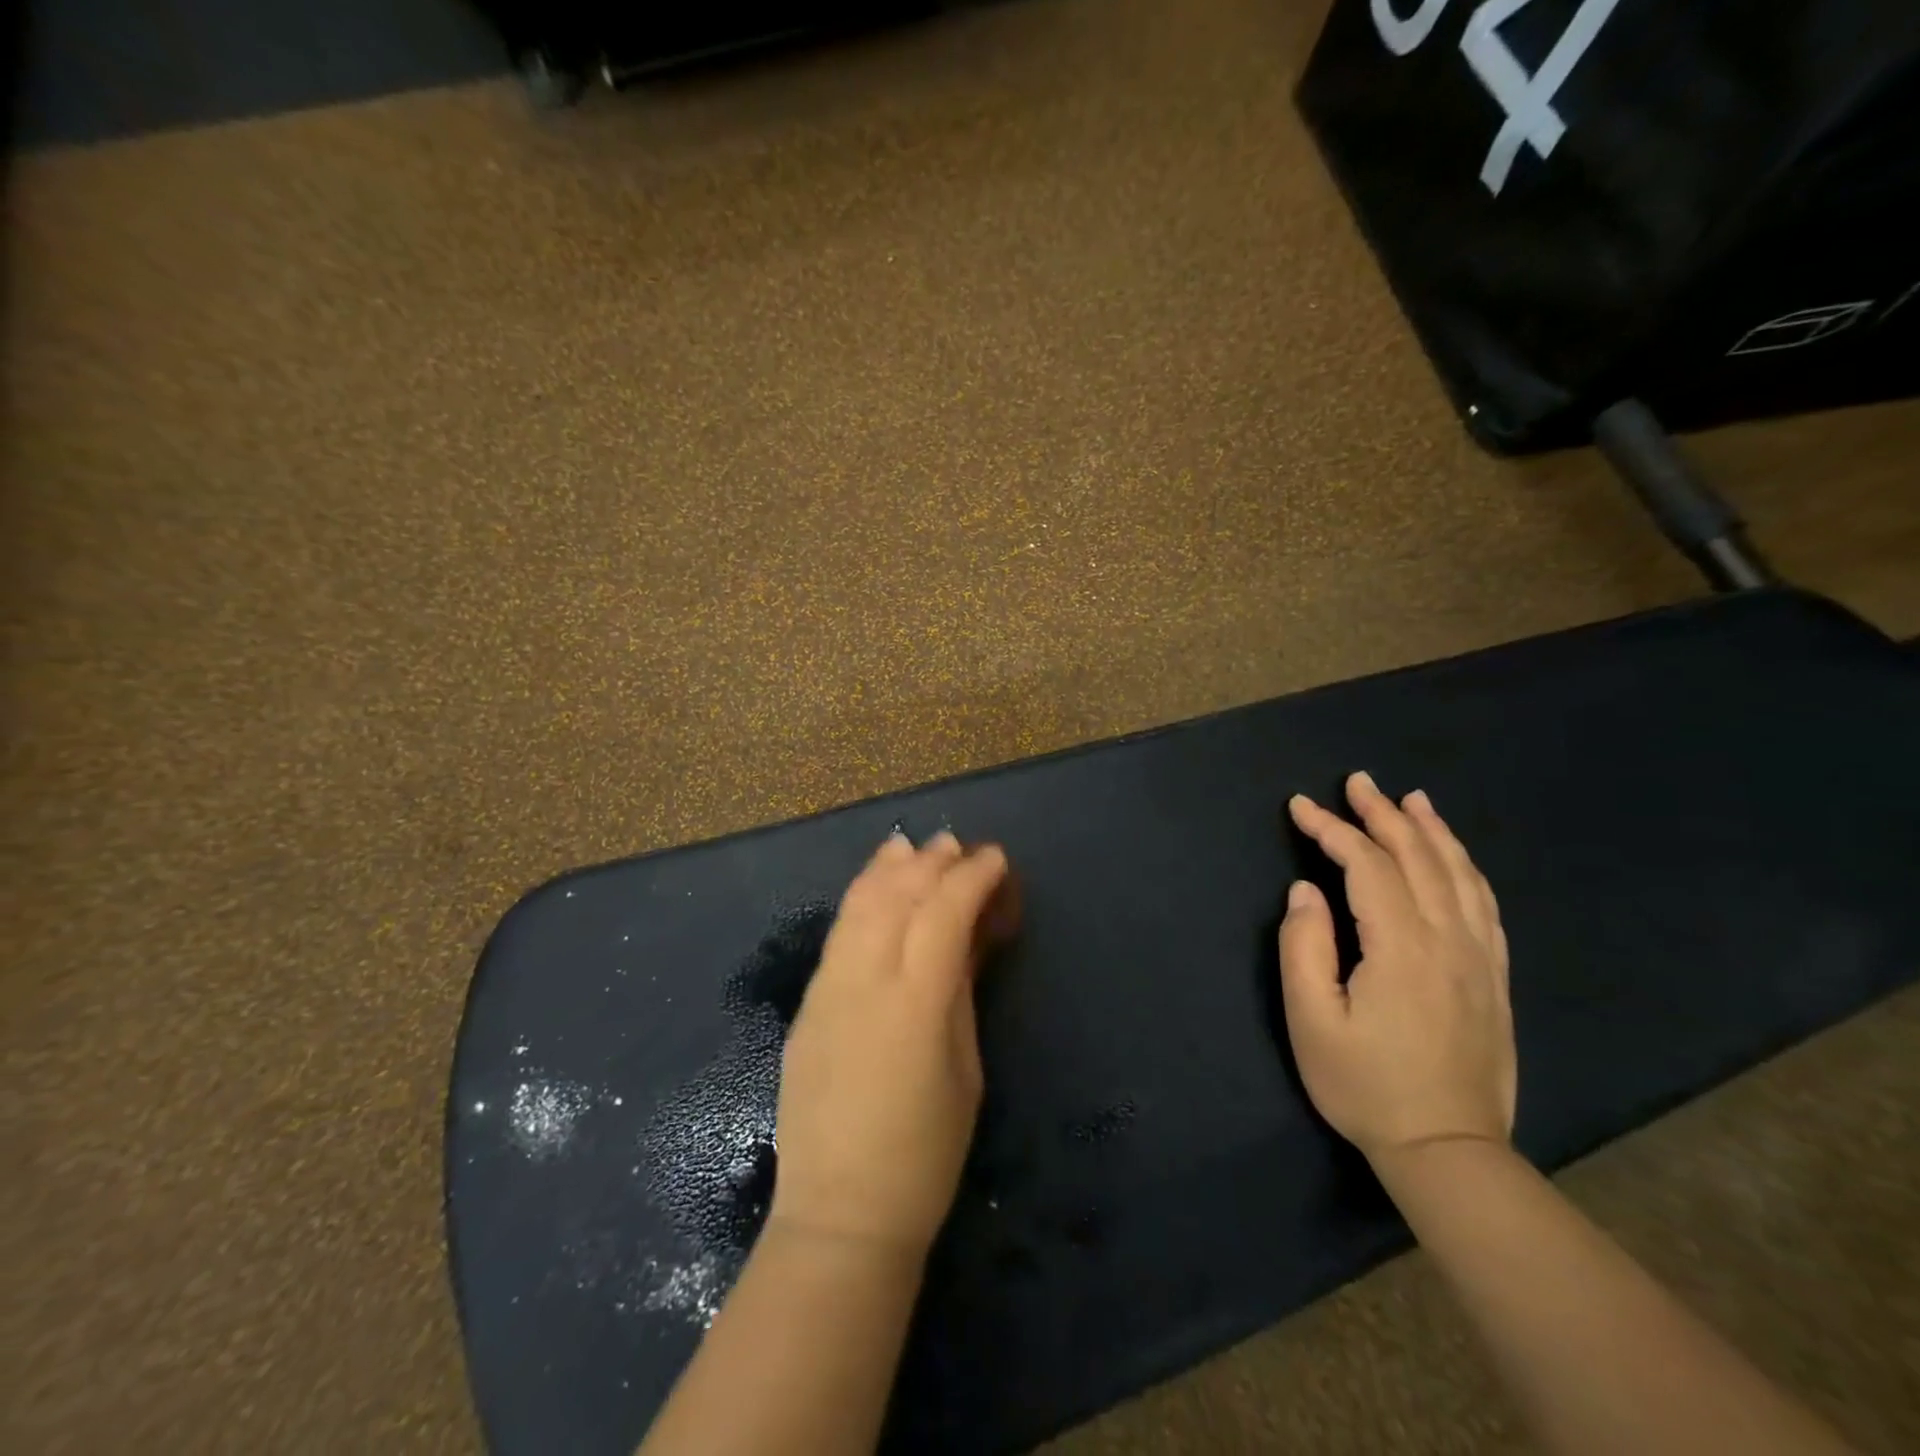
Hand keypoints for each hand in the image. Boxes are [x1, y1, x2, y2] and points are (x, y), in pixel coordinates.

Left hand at [770, 831, 1018, 1259]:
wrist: (839, 1214)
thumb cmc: (924, 1154)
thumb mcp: (965, 1070)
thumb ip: (957, 994)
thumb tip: (961, 941)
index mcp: (915, 1002)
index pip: (944, 912)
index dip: (972, 877)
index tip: (995, 859)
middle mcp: (865, 980)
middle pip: (898, 896)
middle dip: (931, 862)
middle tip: (959, 846)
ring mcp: (827, 989)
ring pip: (858, 905)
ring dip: (888, 869)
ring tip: (911, 846)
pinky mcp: (806, 1004)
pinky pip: (838, 934)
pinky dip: (860, 898)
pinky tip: (873, 887)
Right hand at [1279, 772, 1514, 1166]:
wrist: (1447, 1150)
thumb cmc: (1364, 1084)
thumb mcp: (1310, 1019)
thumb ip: (1304, 946)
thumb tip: (1306, 891)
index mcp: (1401, 947)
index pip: (1366, 865)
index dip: (1330, 829)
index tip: (1299, 807)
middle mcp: (1448, 940)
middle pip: (1417, 857)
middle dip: (1382, 814)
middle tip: (1356, 782)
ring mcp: (1479, 958)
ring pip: (1459, 874)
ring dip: (1431, 831)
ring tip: (1410, 800)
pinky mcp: (1494, 977)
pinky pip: (1485, 905)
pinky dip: (1466, 867)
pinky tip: (1453, 857)